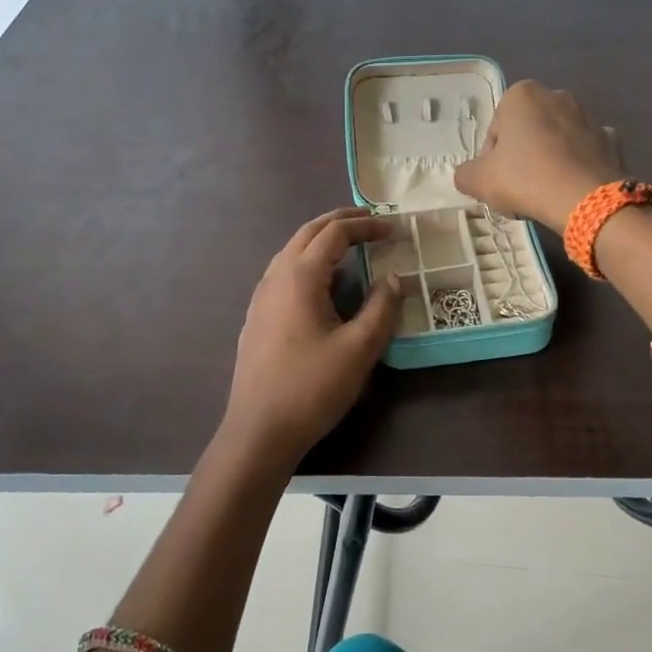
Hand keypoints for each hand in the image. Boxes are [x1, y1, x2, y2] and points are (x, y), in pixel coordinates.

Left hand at [223, 208, 402, 462]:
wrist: (259, 430)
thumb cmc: (312, 387)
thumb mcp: (359, 348)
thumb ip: (382, 307)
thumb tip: (394, 278)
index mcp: (300, 277)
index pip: (335, 233)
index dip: (366, 225)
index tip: (394, 228)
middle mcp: (275, 277)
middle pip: (308, 233)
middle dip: (341, 221)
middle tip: (372, 221)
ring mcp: (261, 297)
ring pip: (292, 252)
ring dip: (322, 241)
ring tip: (351, 246)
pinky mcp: (257, 317)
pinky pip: (284, 273)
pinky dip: (309, 262)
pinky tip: (324, 284)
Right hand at [453, 81, 622, 229]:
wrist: (585, 200)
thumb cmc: (525, 179)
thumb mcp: (478, 181)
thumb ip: (465, 174)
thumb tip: (469, 175)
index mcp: (521, 94)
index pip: (496, 131)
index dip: (492, 160)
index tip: (498, 182)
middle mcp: (557, 95)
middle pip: (528, 132)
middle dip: (522, 156)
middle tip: (520, 188)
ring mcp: (589, 116)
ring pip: (557, 141)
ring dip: (549, 160)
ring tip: (546, 193)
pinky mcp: (611, 139)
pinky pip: (584, 153)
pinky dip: (577, 166)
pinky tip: (571, 189)